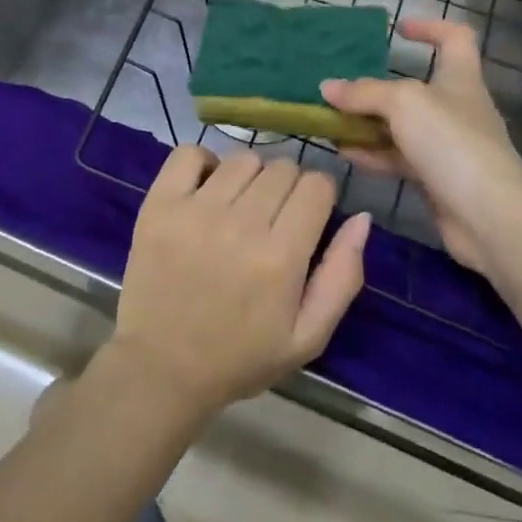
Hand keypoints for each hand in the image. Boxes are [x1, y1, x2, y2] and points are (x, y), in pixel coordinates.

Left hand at [109, 147, 369, 417]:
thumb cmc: (240, 357)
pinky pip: (189, 153)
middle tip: (273, 218)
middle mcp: (240, 224)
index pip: (316, 186)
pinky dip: (203, 162)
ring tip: (240, 206)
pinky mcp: (159, 204)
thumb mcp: (308, 337)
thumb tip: (362, 218)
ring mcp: (195, 210)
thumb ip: (342, 277)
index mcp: (280, 258)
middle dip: (288, 187)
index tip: (308, 216)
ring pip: (243, 158)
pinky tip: (206, 189)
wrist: (162, 367)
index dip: (319, 196)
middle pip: (282, 168)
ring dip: (250, 176)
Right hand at [319, 18, 521, 277]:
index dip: (430, 27)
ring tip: (329, 122)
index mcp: (460, 78)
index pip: (455, 38)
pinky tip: (343, 152)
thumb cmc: (452, 142)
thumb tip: (327, 87)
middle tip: (341, 88)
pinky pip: (397, 158)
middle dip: (377, 87)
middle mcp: (455, 108)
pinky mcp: (435, 179)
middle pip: (415, 87)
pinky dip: (371, 153)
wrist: (490, 217)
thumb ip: (363, 93)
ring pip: (400, 126)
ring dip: (366, 123)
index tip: (398, 30)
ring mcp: (446, 146)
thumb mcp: (403, 103)